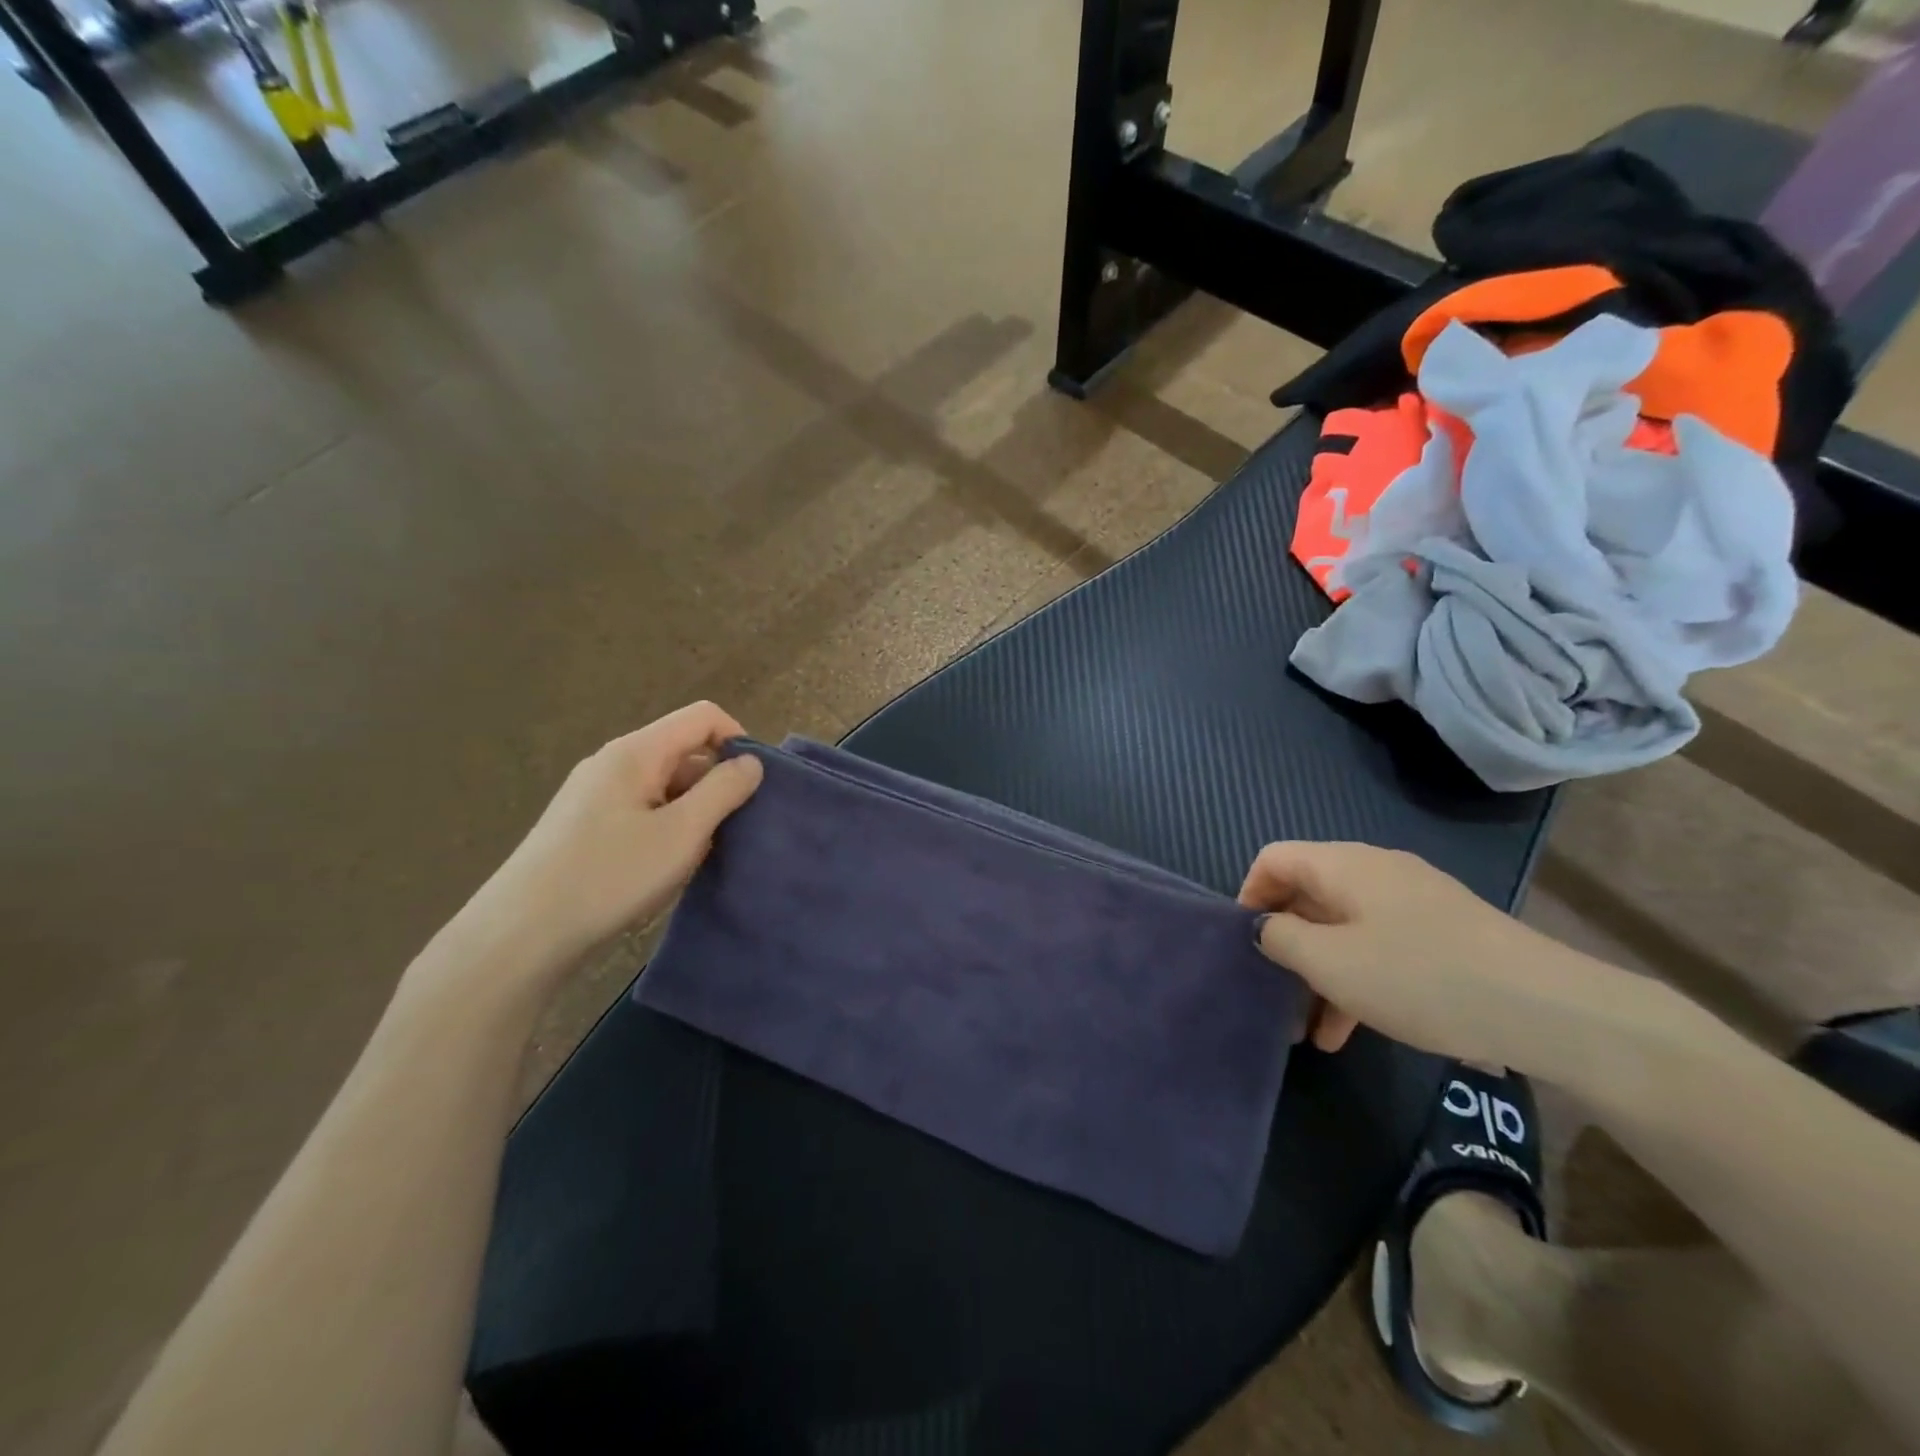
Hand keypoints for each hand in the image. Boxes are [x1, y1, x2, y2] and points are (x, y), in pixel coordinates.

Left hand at [453, 703, 763, 982]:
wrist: (520, 935)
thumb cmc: (610, 876)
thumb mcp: (682, 833)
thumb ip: (723, 791)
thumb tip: (751, 762)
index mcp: (637, 752)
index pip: (703, 716)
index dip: (738, 740)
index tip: (754, 785)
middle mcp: (613, 762)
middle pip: (684, 749)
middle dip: (717, 782)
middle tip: (732, 830)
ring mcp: (595, 793)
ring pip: (665, 784)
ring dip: (693, 810)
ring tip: (699, 856)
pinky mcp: (585, 824)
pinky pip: (643, 808)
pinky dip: (667, 827)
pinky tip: (665, 867)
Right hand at [1239, 841, 1597, 1065]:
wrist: (1549, 1009)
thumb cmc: (1420, 977)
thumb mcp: (1332, 964)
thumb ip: (1282, 939)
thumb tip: (1265, 927)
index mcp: (1343, 865)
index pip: (1273, 859)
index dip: (1248, 895)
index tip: (1244, 946)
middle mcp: (1375, 871)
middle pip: (1307, 894)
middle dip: (1285, 945)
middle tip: (1274, 994)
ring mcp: (1413, 901)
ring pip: (1344, 928)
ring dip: (1321, 973)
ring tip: (1311, 1032)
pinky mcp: (1442, 932)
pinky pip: (1380, 945)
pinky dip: (1358, 979)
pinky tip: (1354, 1030)